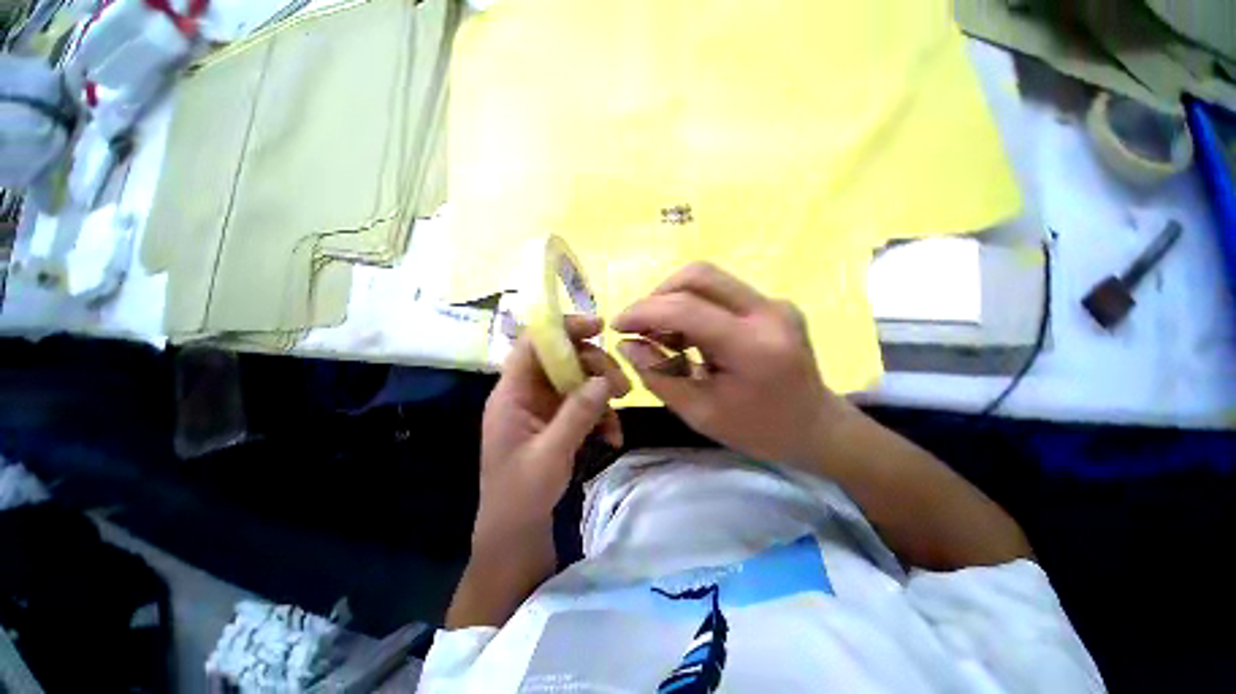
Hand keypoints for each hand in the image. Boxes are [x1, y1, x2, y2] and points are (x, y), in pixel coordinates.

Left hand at [474, 315, 630, 570]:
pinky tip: (612, 436)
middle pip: (563, 359)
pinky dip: (601, 414)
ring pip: (578, 380)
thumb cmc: (521, 496)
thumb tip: (603, 380)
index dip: (562, 328)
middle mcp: (527, 393)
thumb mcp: (550, 454)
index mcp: (511, 394)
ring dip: (603, 391)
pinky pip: (583, 404)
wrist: (516, 533)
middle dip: (595, 367)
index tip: (597, 326)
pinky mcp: (557, 421)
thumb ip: (577, 414)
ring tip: (621, 413)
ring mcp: (543, 407)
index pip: (532, 344)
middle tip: (623, 385)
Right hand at [613, 262, 853, 467]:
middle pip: (698, 276)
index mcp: (753, 346)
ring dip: (674, 301)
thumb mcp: (699, 413)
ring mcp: (774, 303)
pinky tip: (690, 336)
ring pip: (709, 279)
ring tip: (664, 337)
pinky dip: (694, 307)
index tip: (618, 326)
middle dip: (657, 297)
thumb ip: (658, 375)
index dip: (643, 312)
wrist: (816, 428)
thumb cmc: (757, 431)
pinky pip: (722, 292)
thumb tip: (626, 344)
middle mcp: (768, 311)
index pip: (685, 308)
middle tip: (641, 328)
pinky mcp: (773, 304)